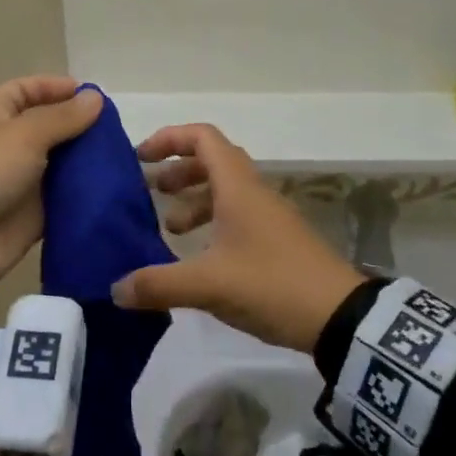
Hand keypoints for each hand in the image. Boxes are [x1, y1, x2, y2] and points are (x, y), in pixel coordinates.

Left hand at [0, 77, 103, 284]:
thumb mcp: (24, 135)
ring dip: (87, 158)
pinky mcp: (36, 211)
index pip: (26, 90)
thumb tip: (96, 97)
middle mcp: (11, 144)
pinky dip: (85, 190)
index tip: (91, 95)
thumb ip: (63, 117)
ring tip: (121, 156)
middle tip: (116, 129)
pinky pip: (66, 195)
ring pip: (62, 161)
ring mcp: (24, 179)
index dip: (55, 87)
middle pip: (50, 126)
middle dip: (80, 125)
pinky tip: (114, 185)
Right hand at [112, 123, 362, 352]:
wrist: (340, 318)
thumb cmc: (271, 285)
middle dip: (178, 171)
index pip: (202, 138)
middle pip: (212, 161)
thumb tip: (115, 288)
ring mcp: (269, 217)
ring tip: (171, 229)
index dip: (169, 139)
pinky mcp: (277, 242)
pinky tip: (199, 257)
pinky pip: (237, 216)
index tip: (141, 158)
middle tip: (151, 192)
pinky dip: (212, 224)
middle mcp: (254, 193)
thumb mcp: (208, 285)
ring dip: (194, 200)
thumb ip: (159, 284)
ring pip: (225, 191)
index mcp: (238, 187)